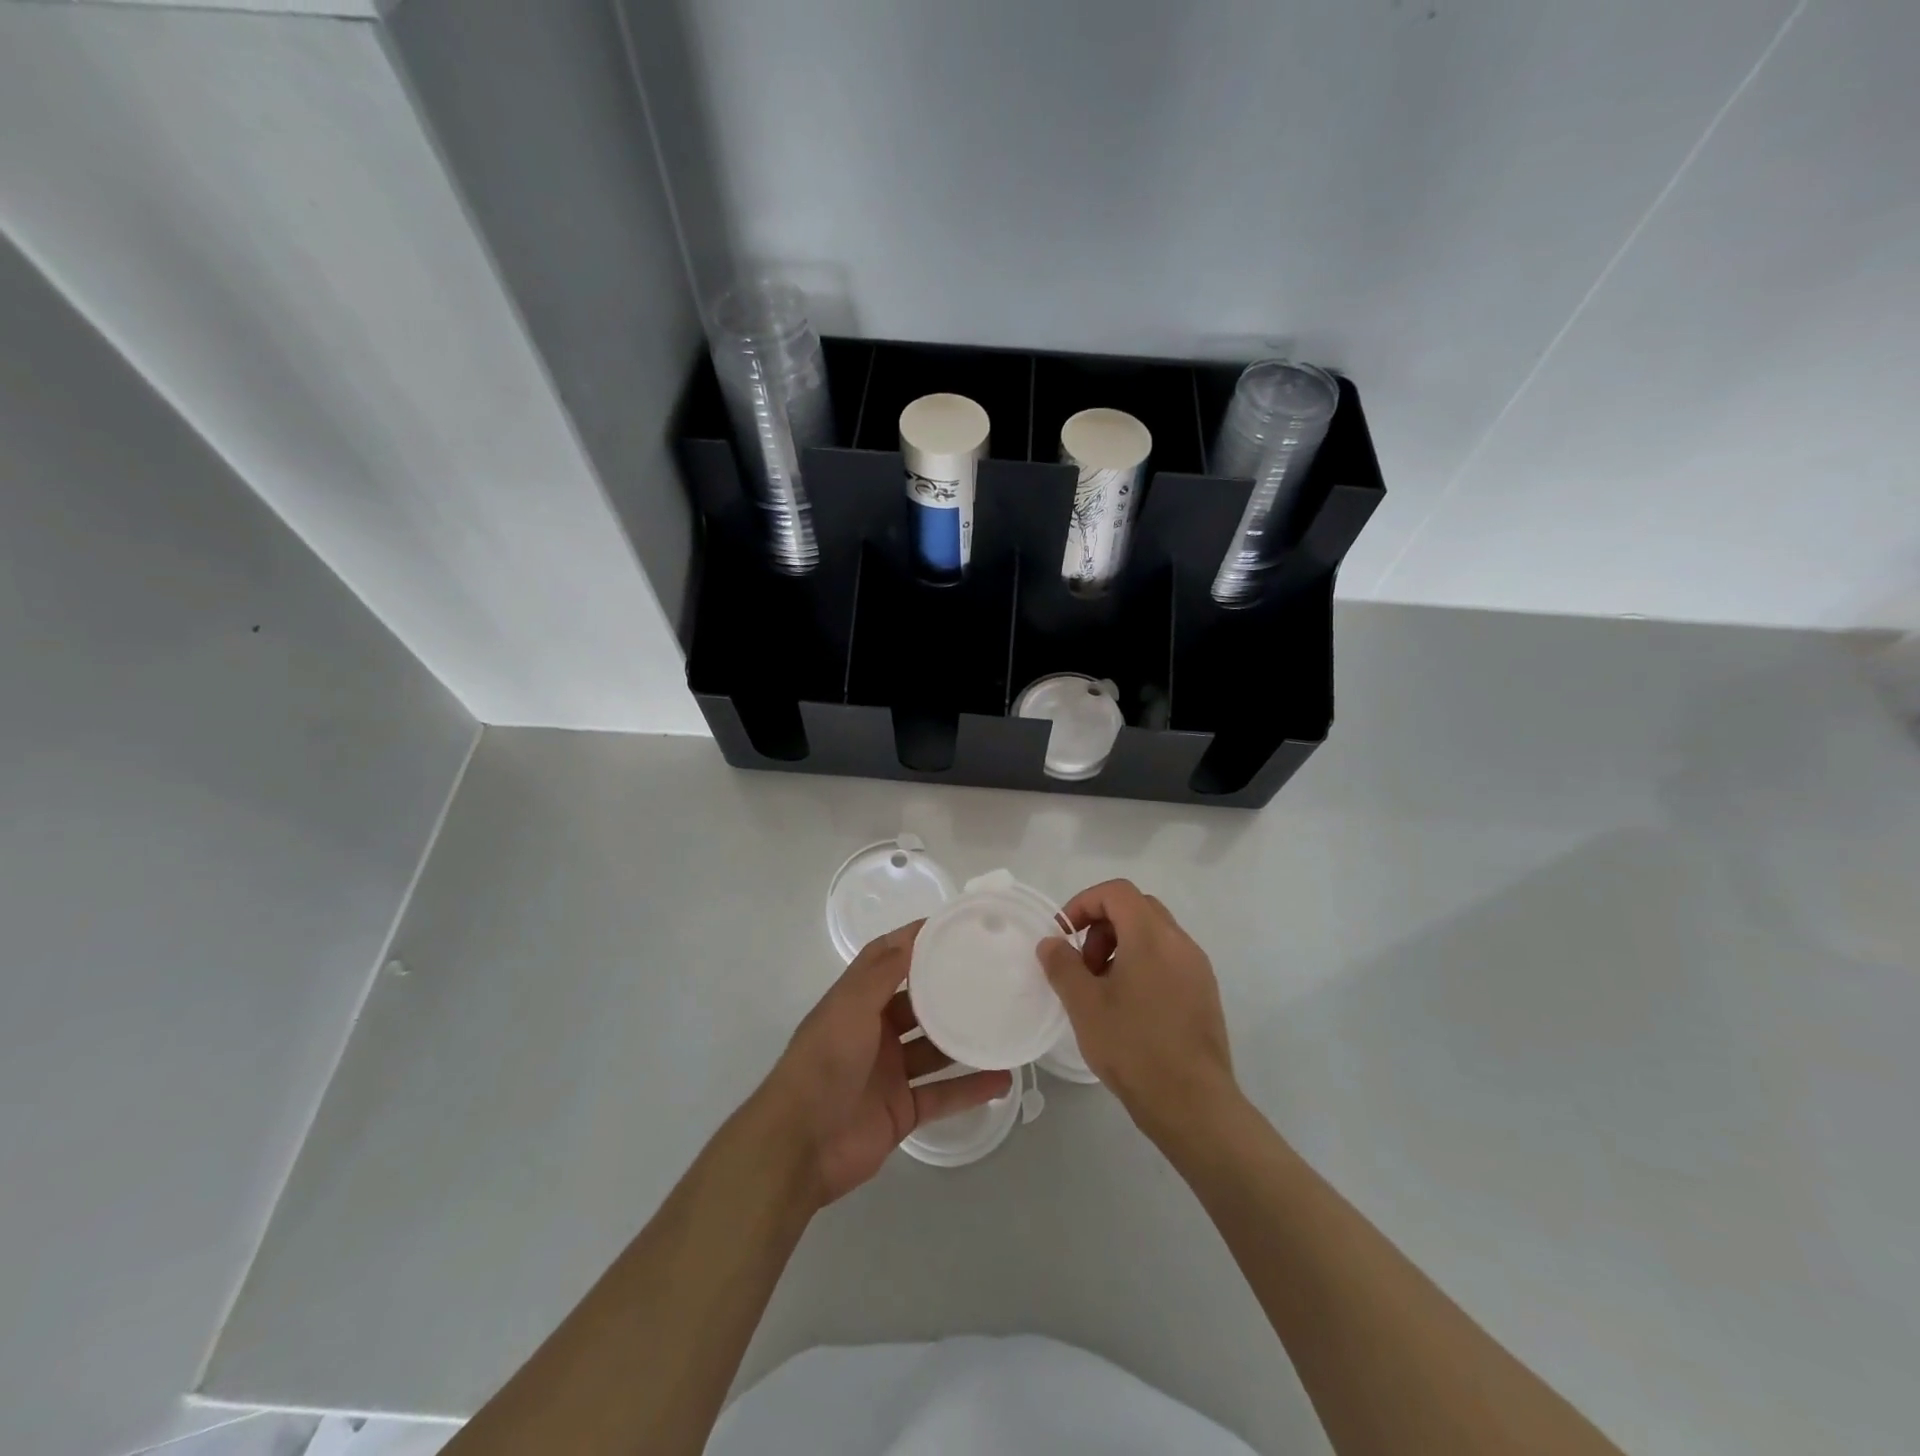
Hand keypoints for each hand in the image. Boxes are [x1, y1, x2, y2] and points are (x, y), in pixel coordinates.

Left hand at [759, 922, 1012, 1205]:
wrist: (800, 1146)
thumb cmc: (824, 1064)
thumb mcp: (850, 1008)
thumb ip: (881, 973)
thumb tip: (911, 934)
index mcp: (856, 1003)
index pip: (888, 960)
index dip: (915, 941)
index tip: (954, 926)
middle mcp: (874, 1033)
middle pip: (918, 1004)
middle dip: (949, 990)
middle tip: (992, 975)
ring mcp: (890, 1073)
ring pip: (935, 1050)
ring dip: (965, 1040)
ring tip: (1005, 1023)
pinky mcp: (903, 1110)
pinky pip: (943, 1095)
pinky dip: (971, 1089)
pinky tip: (1003, 1080)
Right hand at [1038, 879, 1238, 1143]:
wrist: (1194, 1104)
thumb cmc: (1134, 1048)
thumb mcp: (1084, 1005)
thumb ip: (1063, 965)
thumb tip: (1051, 943)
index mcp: (1151, 936)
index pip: (1116, 892)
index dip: (1084, 903)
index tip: (1064, 935)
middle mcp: (1180, 942)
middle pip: (1136, 908)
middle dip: (1102, 926)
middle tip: (1084, 965)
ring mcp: (1197, 967)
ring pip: (1154, 934)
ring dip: (1122, 946)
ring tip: (1103, 989)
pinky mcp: (1204, 992)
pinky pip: (1169, 959)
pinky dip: (1143, 964)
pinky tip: (1129, 1007)